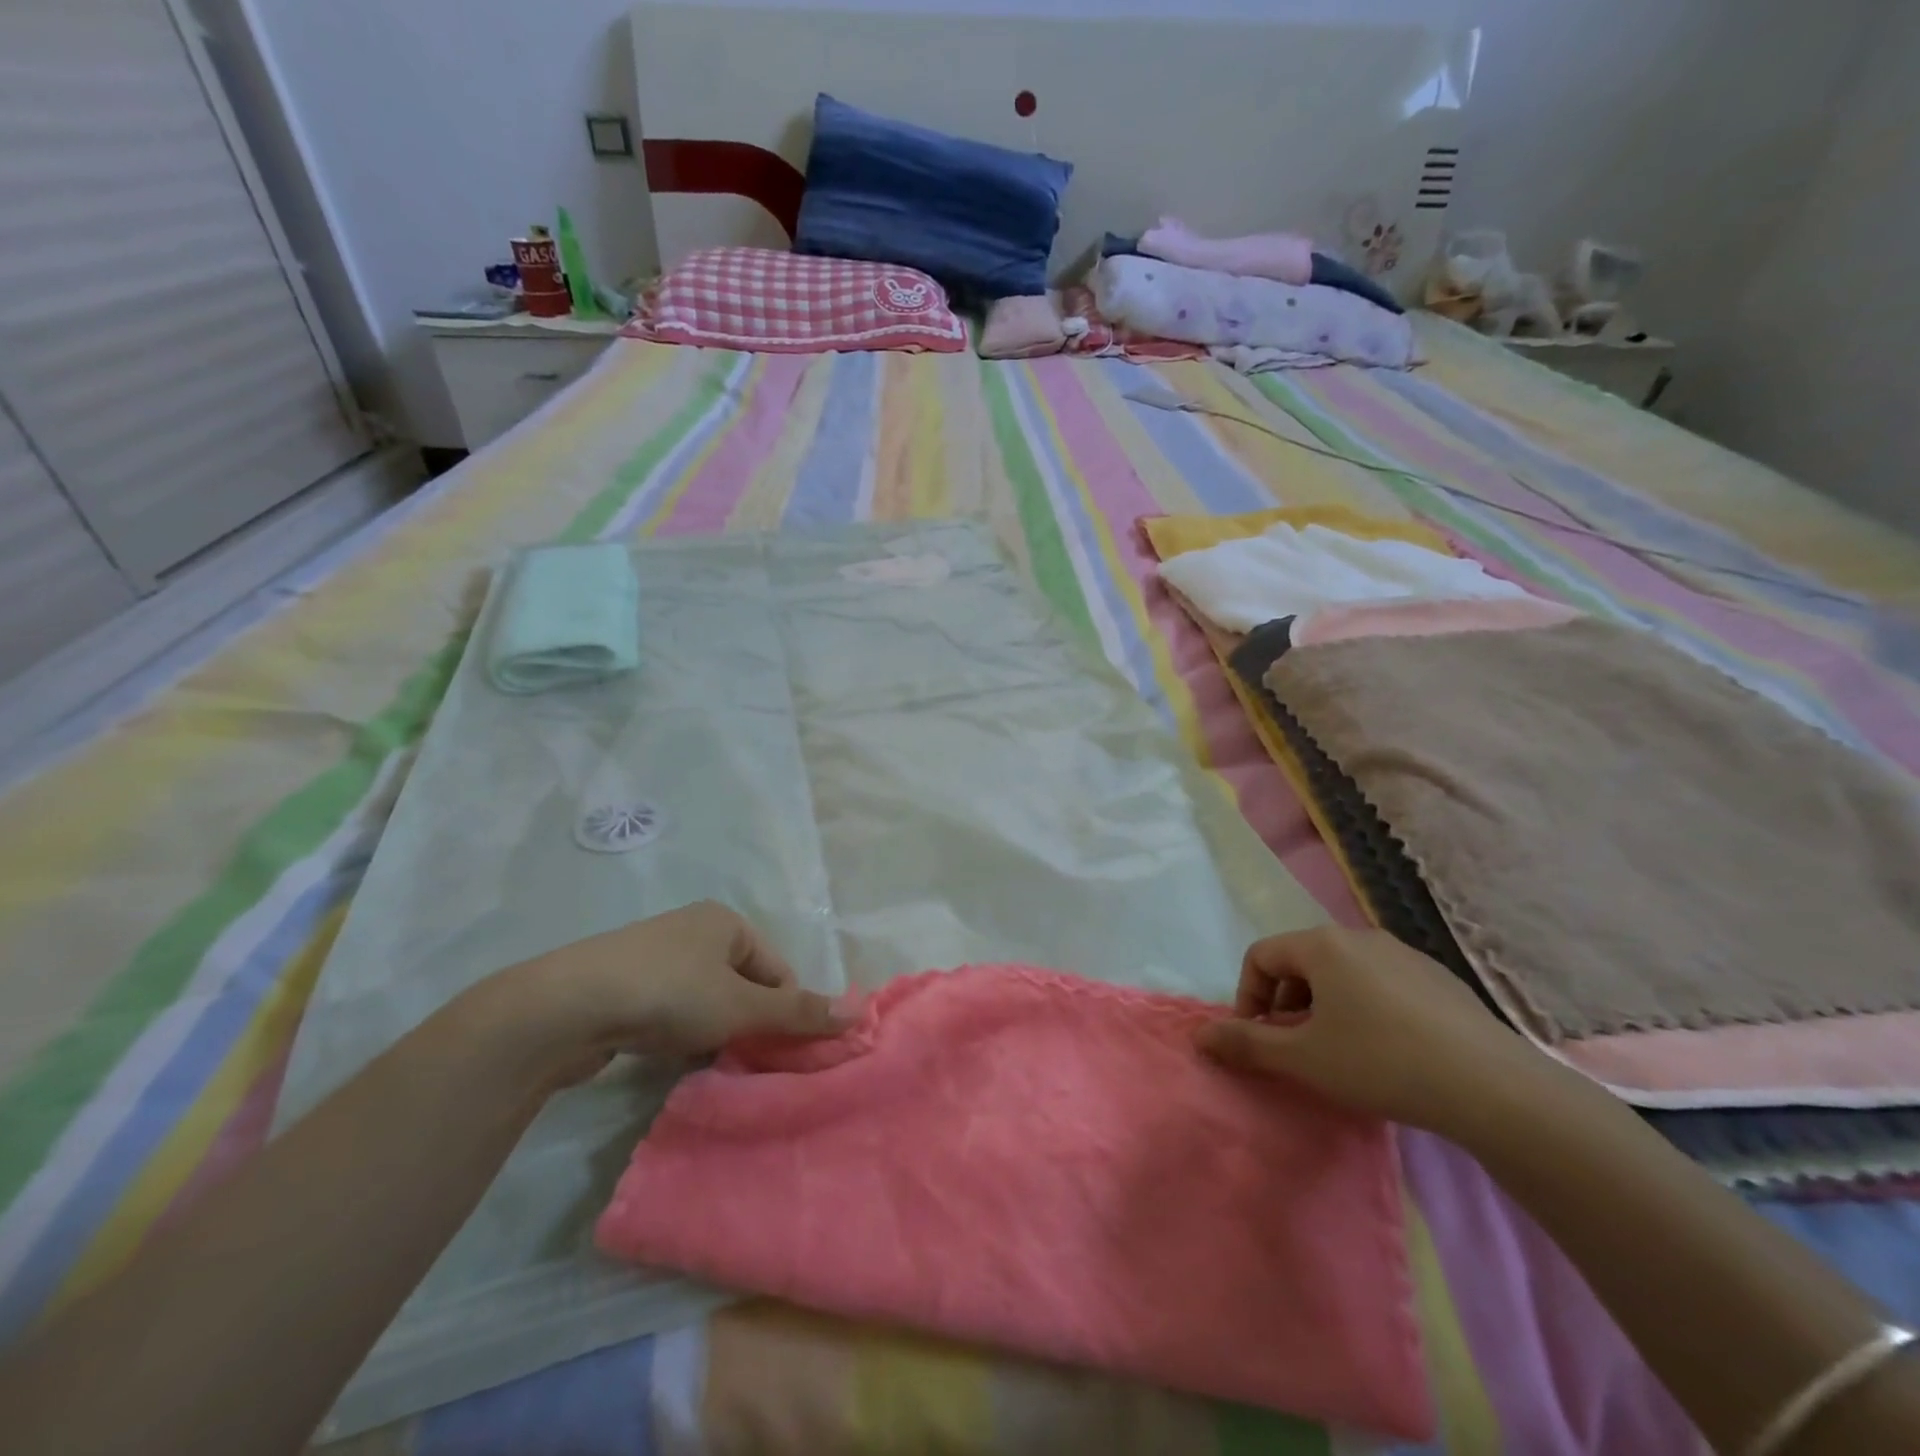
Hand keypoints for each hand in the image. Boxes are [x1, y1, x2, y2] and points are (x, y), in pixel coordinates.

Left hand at [485, 901, 850, 1085]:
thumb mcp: (741, 1006)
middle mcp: (694, 931)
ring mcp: (656, 957)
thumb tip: (860, 1012)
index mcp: (727, 921)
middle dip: (748, 1025)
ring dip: (714, 1034)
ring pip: (707, 1003)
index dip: (785, 1012)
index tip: (777, 1052)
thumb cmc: (669, 993)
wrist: (565, 1007)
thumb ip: (798, 1012)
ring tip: (706, 1065)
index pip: (778, 970)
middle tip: (744, 1062)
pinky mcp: (625, 987)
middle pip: (743, 986)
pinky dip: (679, 1036)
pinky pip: (671, 1012)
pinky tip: (670, 1061)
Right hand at [1194, 925, 1549, 1139]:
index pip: (1261, 956)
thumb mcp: (1303, 1058)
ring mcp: (1404, 954)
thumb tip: (1199, 1037)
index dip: (1248, 997)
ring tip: (1339, 1050)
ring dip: (1324, 1005)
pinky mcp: (1438, 978)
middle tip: (1296, 1046)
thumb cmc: (1381, 1063)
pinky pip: (1381, 983)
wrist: (1492, 1088)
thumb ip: (1246, 1044)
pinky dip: (1365, 1007)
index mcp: (1322, 945)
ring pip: (1342, 972)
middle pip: (1301, 961)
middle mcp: (1359, 936)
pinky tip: (1387, 1050)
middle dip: (1286, 1002)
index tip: (1259, 1039)